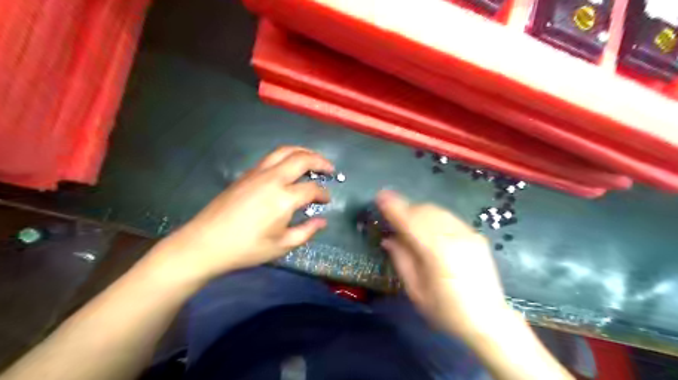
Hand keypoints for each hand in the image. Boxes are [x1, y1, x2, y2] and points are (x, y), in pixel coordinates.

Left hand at [154, 145, 332, 281]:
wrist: (205, 242)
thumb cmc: (246, 248)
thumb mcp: (281, 246)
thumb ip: (306, 232)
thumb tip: (322, 221)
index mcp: (284, 198)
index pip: (312, 189)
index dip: (323, 194)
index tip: (327, 200)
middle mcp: (272, 179)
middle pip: (301, 158)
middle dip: (320, 161)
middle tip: (330, 168)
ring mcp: (257, 173)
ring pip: (285, 151)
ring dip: (303, 152)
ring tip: (313, 159)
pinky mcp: (246, 174)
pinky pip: (271, 157)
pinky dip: (287, 156)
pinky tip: (289, 166)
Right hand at [376, 191, 513, 339]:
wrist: (488, 320)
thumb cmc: (446, 310)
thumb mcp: (416, 290)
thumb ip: (401, 260)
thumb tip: (388, 238)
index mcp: (436, 252)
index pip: (410, 221)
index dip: (393, 207)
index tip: (380, 196)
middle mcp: (453, 236)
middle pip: (423, 211)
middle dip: (405, 208)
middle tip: (392, 216)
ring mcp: (467, 233)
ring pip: (437, 210)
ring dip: (418, 211)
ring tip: (409, 221)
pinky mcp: (475, 235)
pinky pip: (449, 217)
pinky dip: (433, 217)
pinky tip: (429, 228)